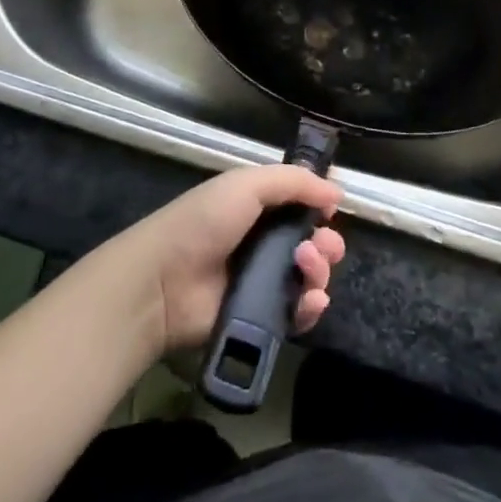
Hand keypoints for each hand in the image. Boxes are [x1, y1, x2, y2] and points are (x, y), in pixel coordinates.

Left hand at [101, 165, 345, 357]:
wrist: (163, 282)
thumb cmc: (203, 222)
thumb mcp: (246, 184)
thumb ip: (294, 182)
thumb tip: (336, 192)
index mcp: (257, 209)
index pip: (301, 209)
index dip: (320, 211)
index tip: (331, 214)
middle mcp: (263, 245)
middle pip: (313, 246)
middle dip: (327, 245)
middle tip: (321, 246)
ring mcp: (264, 284)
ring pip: (310, 279)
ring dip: (320, 271)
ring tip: (305, 266)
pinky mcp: (262, 320)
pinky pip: (298, 315)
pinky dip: (311, 308)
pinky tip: (310, 300)